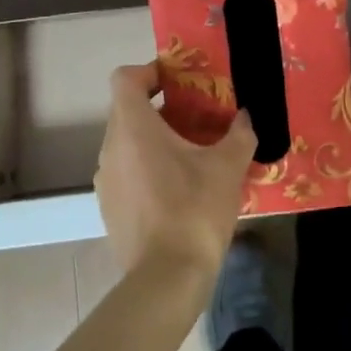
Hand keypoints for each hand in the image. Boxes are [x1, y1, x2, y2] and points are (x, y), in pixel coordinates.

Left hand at [94, 64, 257, 284]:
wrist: (166, 278)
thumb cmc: (195, 209)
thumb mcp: (228, 166)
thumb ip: (239, 133)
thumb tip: (245, 117)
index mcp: (133, 127)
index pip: (125, 79)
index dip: (149, 71)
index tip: (178, 82)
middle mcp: (110, 147)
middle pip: (127, 110)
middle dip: (161, 108)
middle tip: (197, 118)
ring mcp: (105, 180)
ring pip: (127, 143)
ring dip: (154, 140)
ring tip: (191, 155)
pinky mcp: (108, 208)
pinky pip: (126, 172)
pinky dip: (147, 168)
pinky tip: (178, 190)